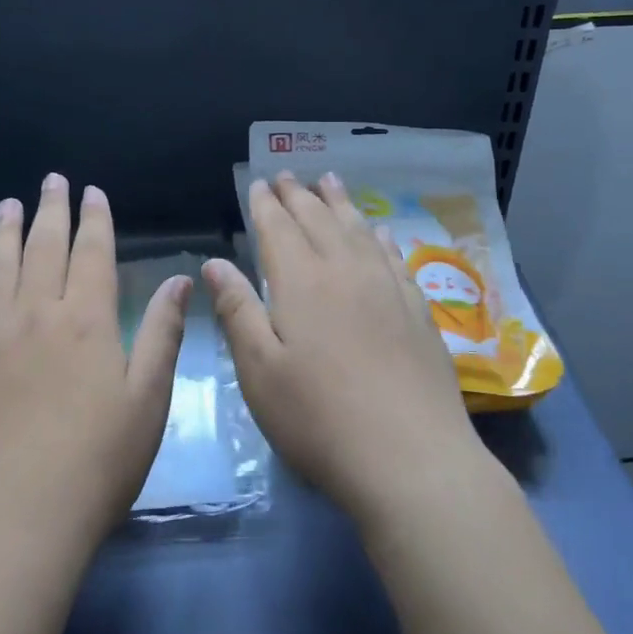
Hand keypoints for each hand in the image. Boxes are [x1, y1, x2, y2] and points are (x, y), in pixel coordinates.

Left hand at [0, 175, 187, 553]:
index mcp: (85, 321)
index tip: (92, 192)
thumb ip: (162, 333)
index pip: (91, 254)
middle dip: (49, 211)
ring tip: (6, 207)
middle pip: (42, 249)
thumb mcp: (149, 398)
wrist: (18, 515)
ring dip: (4, 234)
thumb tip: (180, 280)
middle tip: (50, 181)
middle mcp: (35, 316)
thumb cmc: (98, 460)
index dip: (94, 219)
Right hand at [204, 172, 486, 530]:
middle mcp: (345, 272)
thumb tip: (215, 262)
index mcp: (301, 283)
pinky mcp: (417, 310)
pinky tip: (379, 231)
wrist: (411, 458)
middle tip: (287, 174)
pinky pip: (394, 256)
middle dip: (299, 195)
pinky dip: (380, 236)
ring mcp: (387, 288)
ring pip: (358, 230)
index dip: (265, 204)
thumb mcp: (259, 371)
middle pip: (318, 220)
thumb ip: (237, 310)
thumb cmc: (318, 419)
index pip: (278, 229)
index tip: (258, 182)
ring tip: (330, 181)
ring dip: (340, 203)